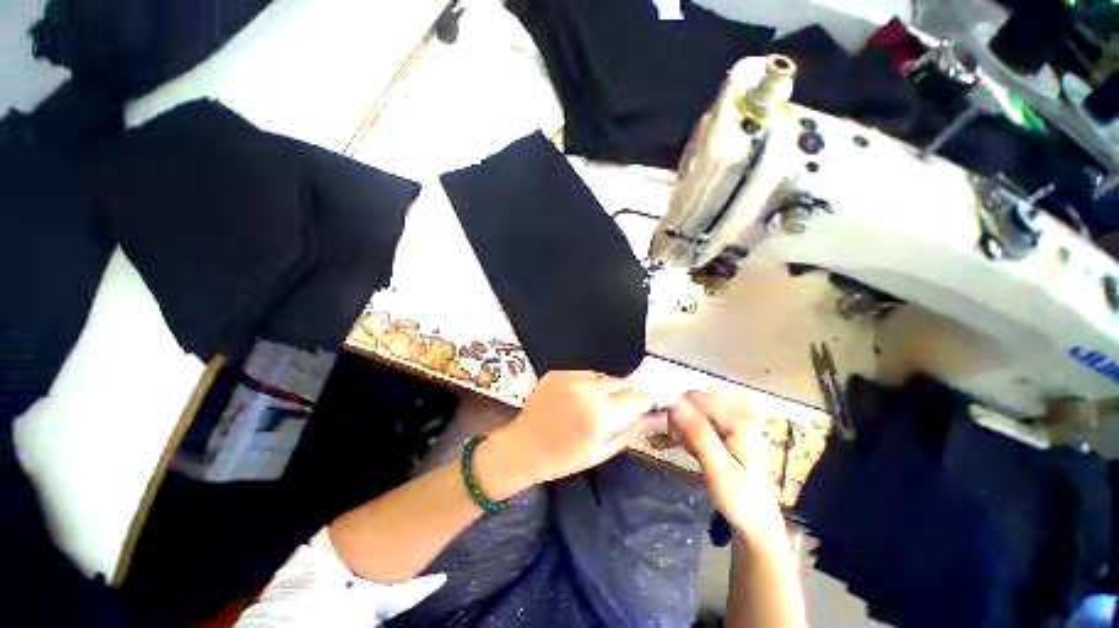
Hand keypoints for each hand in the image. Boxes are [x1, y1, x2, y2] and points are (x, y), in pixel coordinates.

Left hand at [481, 371, 657, 493]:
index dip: (646, 400)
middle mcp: (587, 389)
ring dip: (606, 387)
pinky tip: (579, 398)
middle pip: (621, 382)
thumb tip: (657, 417)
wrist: (523, 446)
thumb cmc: (563, 458)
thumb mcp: (601, 451)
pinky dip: (588, 383)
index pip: (637, 397)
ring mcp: (570, 377)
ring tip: (595, 404)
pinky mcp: (558, 372)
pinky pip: (584, 373)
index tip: (650, 404)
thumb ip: (632, 430)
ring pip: (603, 376)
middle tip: (618, 408)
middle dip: (625, 393)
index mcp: (600, 414)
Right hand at [667, 392, 784, 538]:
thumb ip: (700, 434)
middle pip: (694, 404)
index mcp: (738, 421)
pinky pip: (696, 426)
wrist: (756, 524)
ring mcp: (729, 427)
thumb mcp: (719, 468)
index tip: (662, 424)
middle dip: (677, 417)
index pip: (698, 399)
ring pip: (692, 415)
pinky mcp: (722, 436)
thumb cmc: (740, 499)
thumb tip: (677, 405)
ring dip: (679, 426)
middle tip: (668, 439)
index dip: (677, 406)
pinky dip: (685, 434)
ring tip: (672, 444)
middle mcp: (734, 417)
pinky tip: (682, 447)